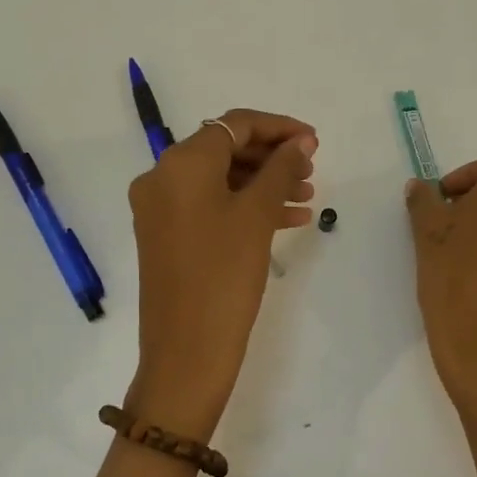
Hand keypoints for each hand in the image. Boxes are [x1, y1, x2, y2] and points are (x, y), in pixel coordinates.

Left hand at [126, 108, 316, 437]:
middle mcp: (162, 177)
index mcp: (180, 163)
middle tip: (312, 170)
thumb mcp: (257, 216)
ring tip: (307, 195)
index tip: (314, 141)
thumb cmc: (224, 275)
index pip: (235, 124)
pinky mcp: (167, 235)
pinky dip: (246, 206)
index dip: (279, 127)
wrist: (186, 352)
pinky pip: (210, 205)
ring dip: (263, 182)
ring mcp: (161, 208)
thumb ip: (281, 169)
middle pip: (226, 149)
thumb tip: (300, 142)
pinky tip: (288, 218)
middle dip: (272, 156)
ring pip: (221, 179)